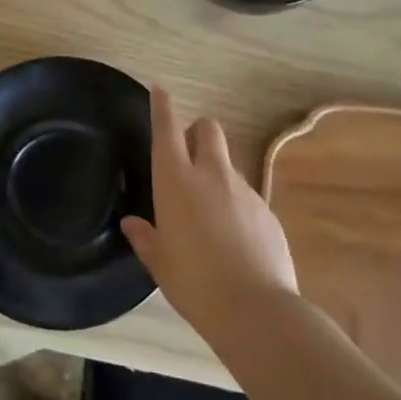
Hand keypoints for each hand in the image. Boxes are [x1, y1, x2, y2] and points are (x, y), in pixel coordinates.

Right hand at [122, 87, 297, 338]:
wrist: (255, 310)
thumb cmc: (194, 283)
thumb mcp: (160, 263)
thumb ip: (145, 238)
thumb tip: (133, 224)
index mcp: (176, 181)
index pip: (167, 129)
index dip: (162, 106)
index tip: (159, 90)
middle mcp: (211, 175)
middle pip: (208, 129)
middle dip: (197, 131)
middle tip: (187, 155)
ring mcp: (244, 190)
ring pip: (228, 163)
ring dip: (216, 172)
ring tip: (209, 211)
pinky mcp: (267, 211)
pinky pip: (246, 195)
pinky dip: (235, 204)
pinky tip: (233, 238)